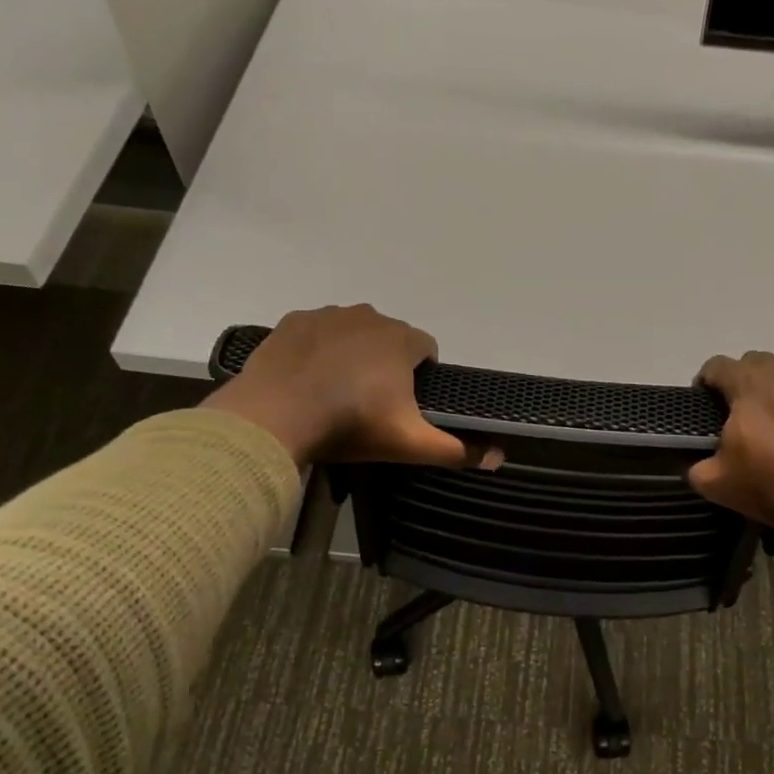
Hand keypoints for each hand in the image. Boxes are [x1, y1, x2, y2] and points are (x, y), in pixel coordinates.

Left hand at [201, 304, 496, 469]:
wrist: (274, 418)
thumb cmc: (351, 426)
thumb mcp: (409, 444)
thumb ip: (457, 450)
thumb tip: (499, 457)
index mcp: (401, 340)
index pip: (428, 349)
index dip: (423, 377)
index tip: (408, 405)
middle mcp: (368, 316)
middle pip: (391, 338)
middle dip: (389, 364)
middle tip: (373, 404)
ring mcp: (327, 315)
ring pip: (355, 332)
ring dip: (356, 354)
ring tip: (340, 392)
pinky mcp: (293, 321)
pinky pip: (319, 331)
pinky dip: (321, 349)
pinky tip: (311, 379)